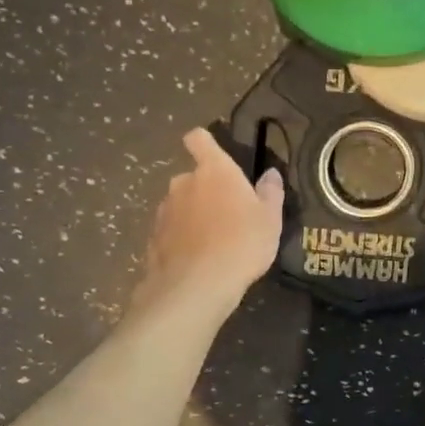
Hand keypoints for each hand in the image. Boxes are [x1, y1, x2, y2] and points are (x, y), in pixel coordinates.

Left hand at [135, 128, 284, 314]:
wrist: (197, 286)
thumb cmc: (242, 243)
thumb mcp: (270, 219)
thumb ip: (270, 193)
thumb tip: (270, 174)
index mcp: (214, 171)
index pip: (199, 139)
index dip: (203, 142)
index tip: (213, 154)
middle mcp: (183, 183)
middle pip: (192, 177)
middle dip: (206, 190)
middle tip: (227, 214)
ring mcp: (165, 210)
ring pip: (180, 204)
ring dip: (193, 215)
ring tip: (212, 242)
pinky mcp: (153, 237)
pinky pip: (171, 230)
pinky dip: (181, 239)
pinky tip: (196, 260)